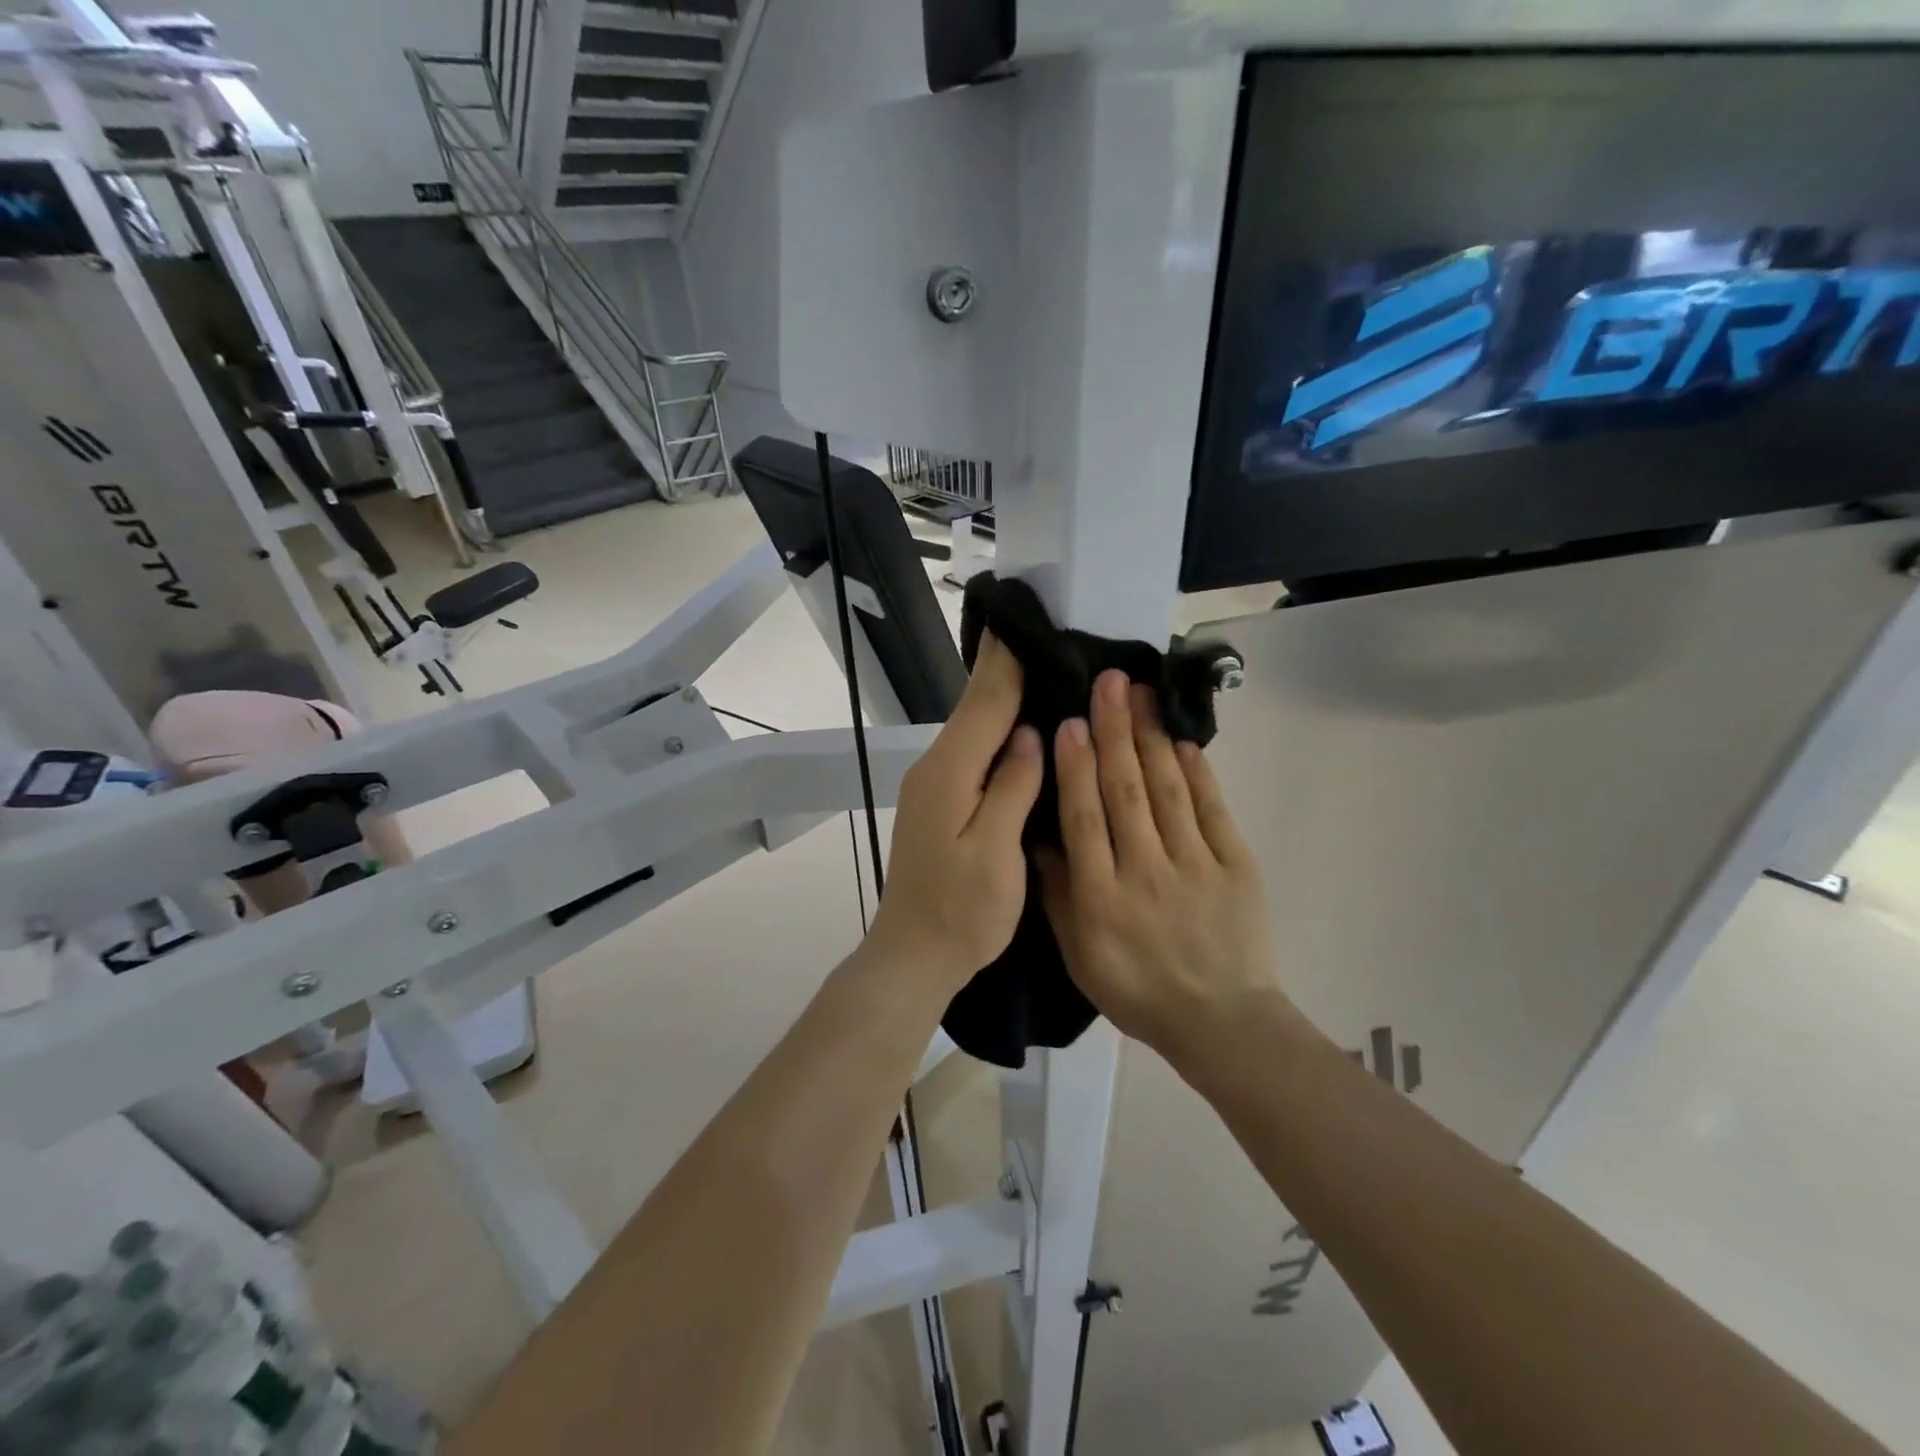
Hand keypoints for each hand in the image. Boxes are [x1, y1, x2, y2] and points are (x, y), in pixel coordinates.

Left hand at [867, 633, 1043, 989]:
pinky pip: (972, 750)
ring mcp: (934, 783)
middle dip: (1006, 668)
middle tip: (1046, 634)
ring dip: (1003, 695)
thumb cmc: (962, 911)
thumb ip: (1012, 786)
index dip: (1008, 660)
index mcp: (950, 772)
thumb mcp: (996, 851)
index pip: (985, 701)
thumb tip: (1028, 733)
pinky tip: (1021, 725)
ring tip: (1043, 666)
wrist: (914, 954)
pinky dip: (996, 727)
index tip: (1027, 618)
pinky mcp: (939, 800)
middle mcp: (936, 767)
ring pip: (973, 726)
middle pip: (975, 706)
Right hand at [1037, 670, 1283, 1060]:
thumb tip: (1041, 838)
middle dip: (1114, 730)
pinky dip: (1198, 772)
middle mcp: (1145, 872)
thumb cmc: (1137, 990)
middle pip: (1125, 791)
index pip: (1084, 818)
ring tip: (1141, 693)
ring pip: (1167, 790)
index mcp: (1101, 897)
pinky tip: (1182, 739)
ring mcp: (1195, 865)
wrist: (1220, 1021)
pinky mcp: (1235, 865)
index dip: (1076, 766)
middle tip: (1108, 681)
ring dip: (1151, 737)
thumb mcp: (1079, 956)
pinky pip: (1212, 810)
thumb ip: (1057, 896)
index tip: (1071, 721)